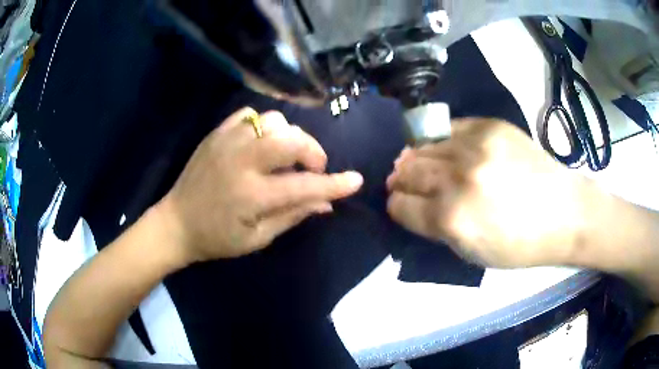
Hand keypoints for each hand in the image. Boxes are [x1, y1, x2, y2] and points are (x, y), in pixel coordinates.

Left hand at [157, 108, 363, 262]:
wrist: (176, 222)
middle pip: (291, 139)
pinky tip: (261, 142)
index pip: (304, 186)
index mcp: (251, 195)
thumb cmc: (217, 238)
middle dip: (313, 152)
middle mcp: (241, 161)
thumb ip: (293, 215)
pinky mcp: (216, 133)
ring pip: (273, 121)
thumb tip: (326, 203)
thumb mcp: (257, 238)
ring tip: (285, 156)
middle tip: (311, 169)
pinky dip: (263, 126)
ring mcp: (226, 141)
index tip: (356, 181)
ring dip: (289, 137)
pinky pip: (250, 114)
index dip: (334, 184)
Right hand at [387, 118, 594, 267]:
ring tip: (418, 163)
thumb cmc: (520, 244)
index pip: (401, 205)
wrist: (564, 213)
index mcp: (452, 219)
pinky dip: (440, 140)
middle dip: (400, 180)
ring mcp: (475, 146)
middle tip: (402, 182)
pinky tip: (444, 148)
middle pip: (407, 170)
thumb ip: (437, 228)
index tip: (398, 204)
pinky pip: (449, 128)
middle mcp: (459, 178)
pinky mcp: (490, 126)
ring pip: (423, 145)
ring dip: (415, 157)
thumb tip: (412, 204)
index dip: (395, 206)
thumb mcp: (472, 253)